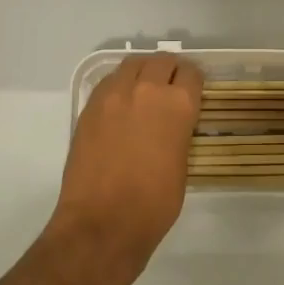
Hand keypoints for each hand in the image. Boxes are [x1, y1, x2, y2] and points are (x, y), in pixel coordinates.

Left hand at [50, 55, 202, 283]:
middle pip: (162, 61)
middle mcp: (146, 89)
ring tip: (144, 90)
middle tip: (170, 88)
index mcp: (178, 104)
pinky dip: (119, 85)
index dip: (193, 82)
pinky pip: (109, 82)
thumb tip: (171, 124)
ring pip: (132, 64)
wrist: (102, 223)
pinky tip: (121, 105)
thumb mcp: (182, 164)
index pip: (191, 73)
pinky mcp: (90, 107)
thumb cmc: (153, 204)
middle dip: (169, 71)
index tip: (192, 91)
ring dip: (143, 72)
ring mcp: (114, 95)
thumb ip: (178, 132)